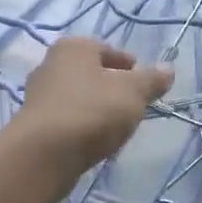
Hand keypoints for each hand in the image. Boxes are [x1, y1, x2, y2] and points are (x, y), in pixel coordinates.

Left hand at [8, 36, 173, 200]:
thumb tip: (168, 69)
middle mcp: (50, 65)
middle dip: (110, 85)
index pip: (106, 49)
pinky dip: (81, 125)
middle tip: (131, 102)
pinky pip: (66, 119)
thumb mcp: (133, 92)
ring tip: (115, 125)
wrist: (43, 154)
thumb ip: (152, 80)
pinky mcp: (33, 126)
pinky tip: (93, 140)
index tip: (142, 81)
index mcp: (73, 48)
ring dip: (95, 107)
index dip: (127, 63)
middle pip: (89, 73)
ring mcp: (38, 96)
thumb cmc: (92, 111)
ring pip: (77, 97)